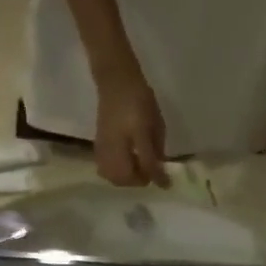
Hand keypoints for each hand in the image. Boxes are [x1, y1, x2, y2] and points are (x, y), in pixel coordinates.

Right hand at [93, 64, 169, 187]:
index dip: (158, 177)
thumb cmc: (140, 98)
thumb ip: (157, 146)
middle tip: (149, 175)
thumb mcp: (156, 121)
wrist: (116, 81)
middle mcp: (115, 144)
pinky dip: (115, 173)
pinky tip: (125, 165)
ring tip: (137, 171)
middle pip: (124, 177)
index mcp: (134, 135)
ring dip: (126, 179)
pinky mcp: (98, 144)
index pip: (146, 165)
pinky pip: (104, 168)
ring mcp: (104, 145)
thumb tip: (160, 167)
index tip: (167, 184)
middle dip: (138, 181)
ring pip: (111, 175)